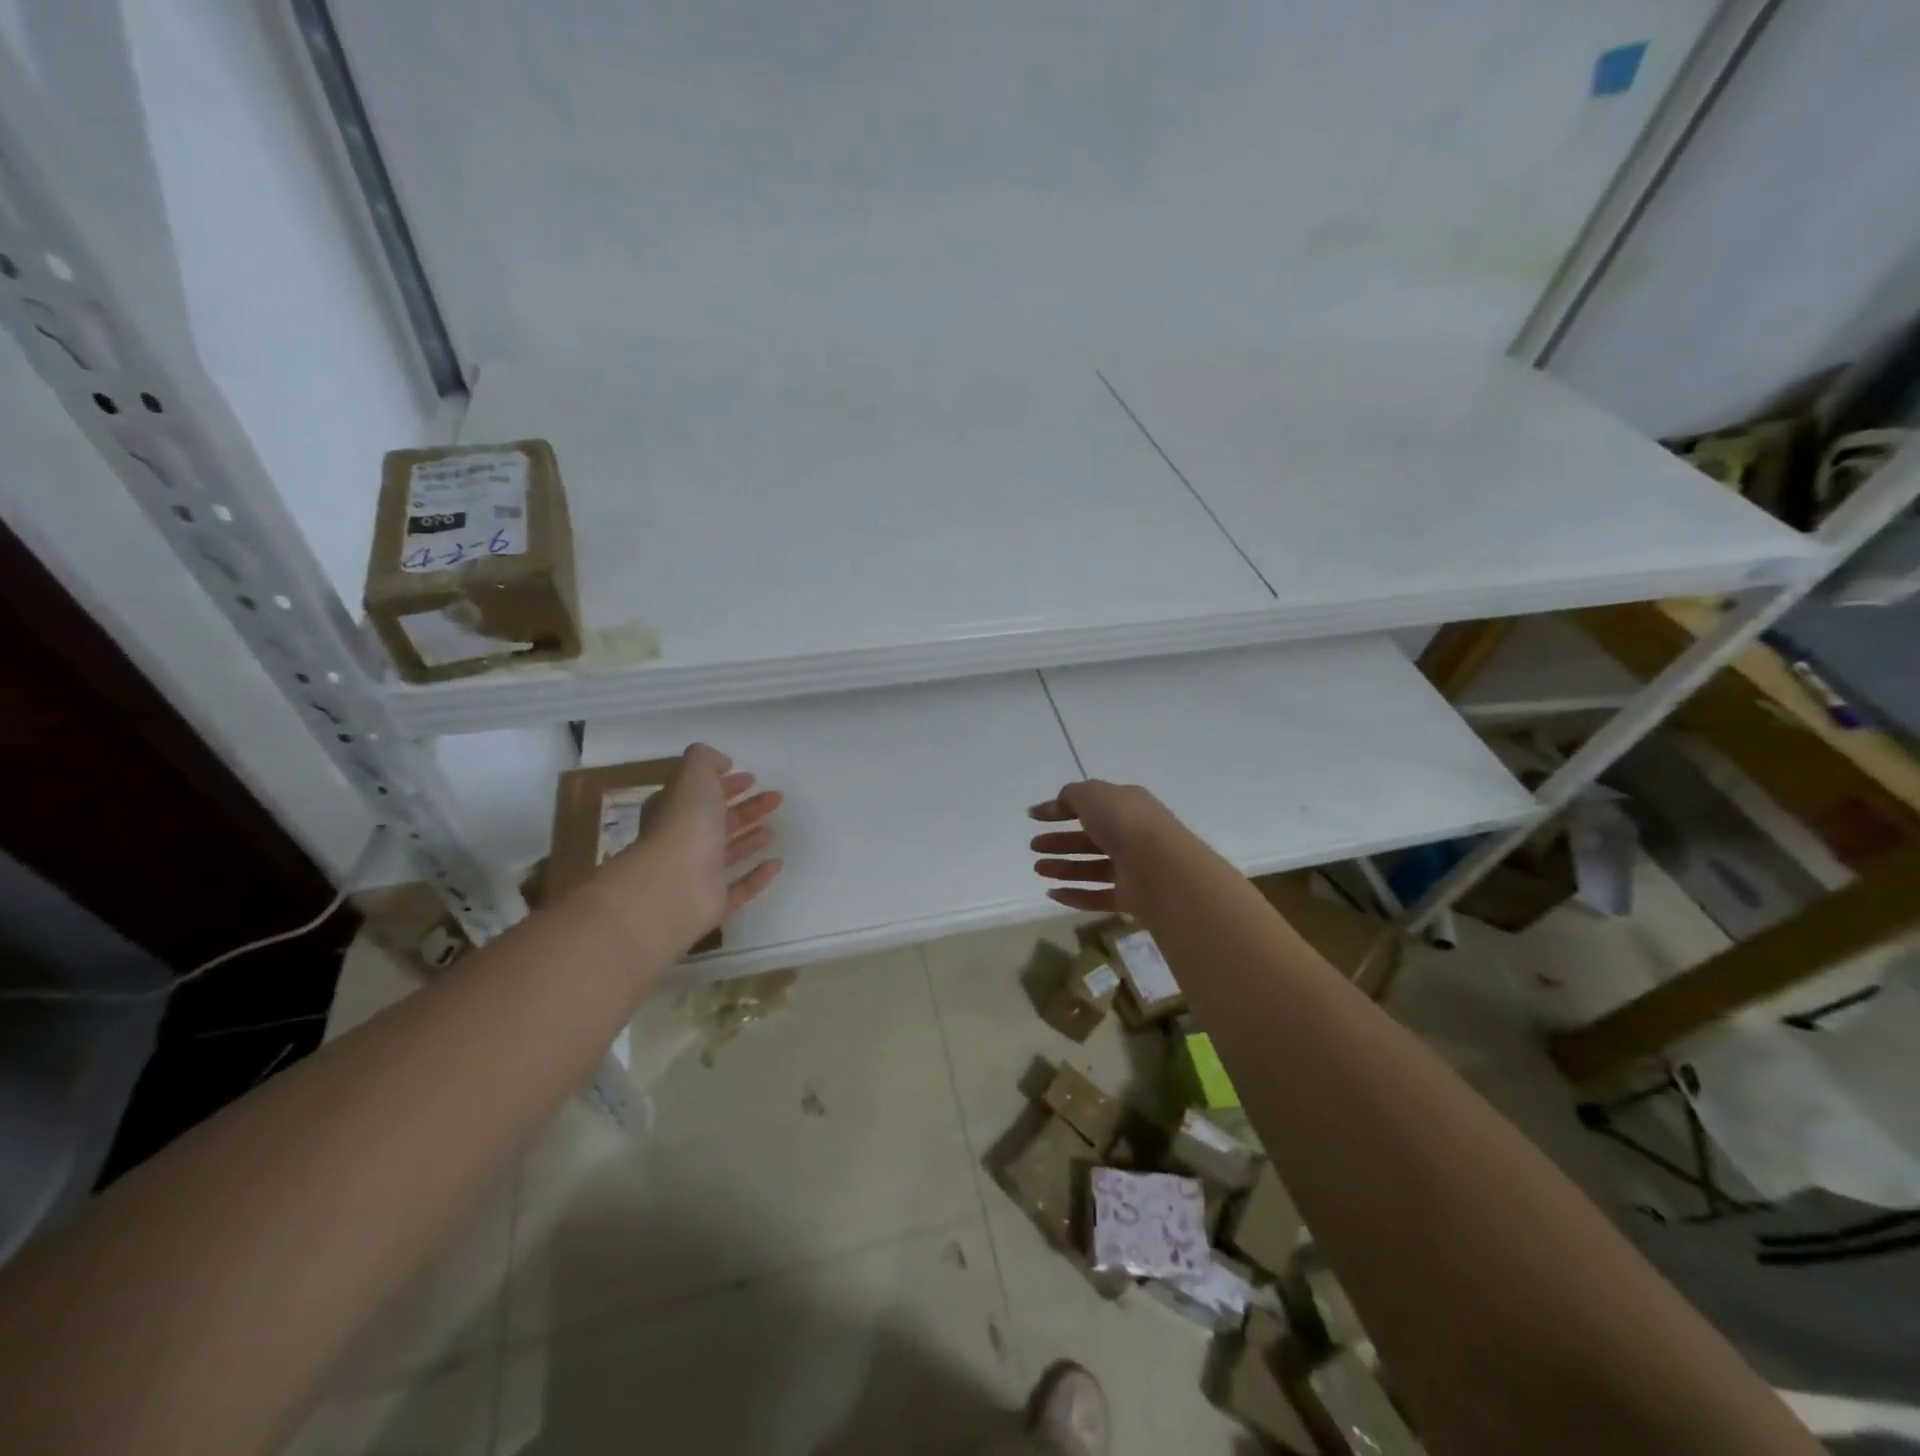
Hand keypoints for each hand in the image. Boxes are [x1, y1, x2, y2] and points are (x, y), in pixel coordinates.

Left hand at [624, 743, 782, 950]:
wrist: (673, 885)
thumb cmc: (684, 824)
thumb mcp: (693, 776)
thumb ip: (705, 760)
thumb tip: (721, 762)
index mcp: (673, 810)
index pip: (698, 793)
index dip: (723, 784)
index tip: (751, 777)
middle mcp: (682, 841)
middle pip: (717, 821)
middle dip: (745, 807)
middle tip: (775, 798)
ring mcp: (697, 875)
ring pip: (727, 852)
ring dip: (750, 838)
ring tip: (773, 828)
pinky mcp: (713, 903)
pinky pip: (739, 888)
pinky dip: (757, 876)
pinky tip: (776, 864)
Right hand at [1029, 779, 1174, 916]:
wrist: (1160, 868)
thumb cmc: (1124, 823)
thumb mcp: (1092, 795)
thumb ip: (1072, 795)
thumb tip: (1060, 803)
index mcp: (1127, 805)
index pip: (1089, 804)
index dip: (1059, 809)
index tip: (1032, 817)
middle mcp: (1131, 835)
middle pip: (1089, 838)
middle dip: (1060, 841)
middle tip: (1033, 846)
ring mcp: (1133, 868)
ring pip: (1092, 867)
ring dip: (1063, 867)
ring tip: (1038, 869)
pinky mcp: (1131, 897)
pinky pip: (1098, 896)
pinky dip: (1075, 895)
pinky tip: (1052, 894)